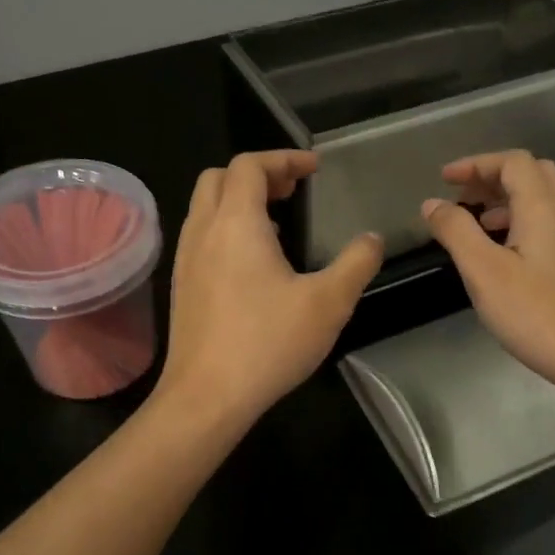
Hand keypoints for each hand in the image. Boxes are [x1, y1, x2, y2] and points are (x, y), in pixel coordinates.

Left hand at [157, 151, 382, 427]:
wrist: (206, 396)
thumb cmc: (268, 343)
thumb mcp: (329, 302)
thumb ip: (357, 263)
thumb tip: (372, 238)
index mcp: (237, 223)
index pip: (250, 165)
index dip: (284, 157)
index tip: (313, 168)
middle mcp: (203, 231)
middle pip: (220, 177)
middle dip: (258, 174)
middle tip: (293, 190)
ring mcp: (186, 259)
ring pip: (206, 207)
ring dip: (240, 200)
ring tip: (277, 222)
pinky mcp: (182, 286)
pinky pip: (201, 236)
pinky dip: (227, 228)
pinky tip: (254, 263)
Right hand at [422, 150, 554, 393]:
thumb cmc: (536, 313)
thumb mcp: (484, 271)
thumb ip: (456, 231)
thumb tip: (432, 204)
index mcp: (543, 206)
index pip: (512, 162)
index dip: (476, 164)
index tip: (445, 180)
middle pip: (532, 173)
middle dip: (493, 177)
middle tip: (462, 198)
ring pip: (543, 199)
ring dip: (507, 201)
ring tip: (477, 225)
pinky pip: (550, 223)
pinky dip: (522, 222)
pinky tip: (504, 254)